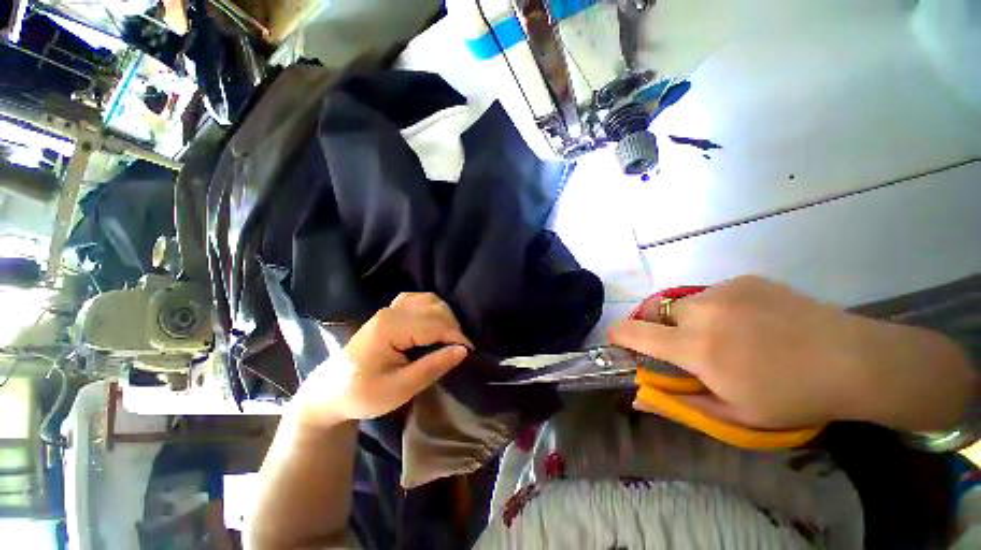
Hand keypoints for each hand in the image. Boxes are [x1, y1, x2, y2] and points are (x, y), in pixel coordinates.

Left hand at [294, 293, 472, 427]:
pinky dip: (433, 309)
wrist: (331, 391)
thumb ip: (433, 366)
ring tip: (450, 339)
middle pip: (435, 309)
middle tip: (459, 350)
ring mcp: (390, 308)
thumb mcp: (400, 389)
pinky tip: (435, 324)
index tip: (470, 353)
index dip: (456, 337)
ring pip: (430, 300)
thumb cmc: (363, 394)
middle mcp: (391, 310)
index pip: (435, 324)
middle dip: (453, 327)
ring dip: (446, 317)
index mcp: (390, 327)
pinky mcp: (390, 311)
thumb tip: (463, 350)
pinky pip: (420, 300)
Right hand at [609, 276, 974, 431]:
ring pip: (685, 303)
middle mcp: (702, 311)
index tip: (615, 339)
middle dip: (661, 328)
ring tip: (727, 336)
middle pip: (657, 312)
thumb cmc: (793, 397)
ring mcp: (724, 291)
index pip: (635, 332)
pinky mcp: (744, 280)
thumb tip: (639, 399)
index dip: (618, 334)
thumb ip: (681, 405)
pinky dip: (717, 308)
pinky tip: (751, 322)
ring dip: (691, 319)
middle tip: (686, 346)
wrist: (855, 360)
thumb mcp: (735, 414)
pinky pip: (713, 293)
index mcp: (697, 347)